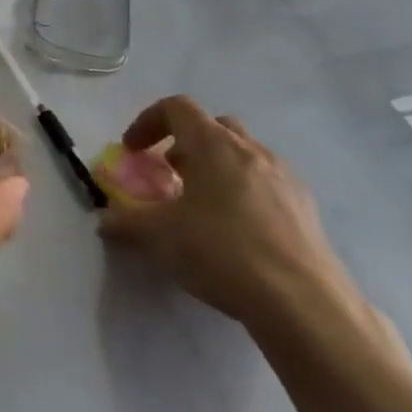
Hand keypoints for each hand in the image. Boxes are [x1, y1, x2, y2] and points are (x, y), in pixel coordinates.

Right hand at [97, 95, 361, 338]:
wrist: (304, 303)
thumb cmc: (222, 252)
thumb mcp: (159, 236)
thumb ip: (126, 221)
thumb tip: (105, 220)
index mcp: (214, 145)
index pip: (177, 108)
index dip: (148, 122)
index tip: (133, 150)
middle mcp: (252, 151)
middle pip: (213, 126)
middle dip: (185, 143)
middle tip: (168, 173)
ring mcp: (285, 178)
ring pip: (243, 154)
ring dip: (215, 167)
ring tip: (200, 205)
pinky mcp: (306, 208)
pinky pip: (265, 183)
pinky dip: (242, 191)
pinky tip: (235, 231)